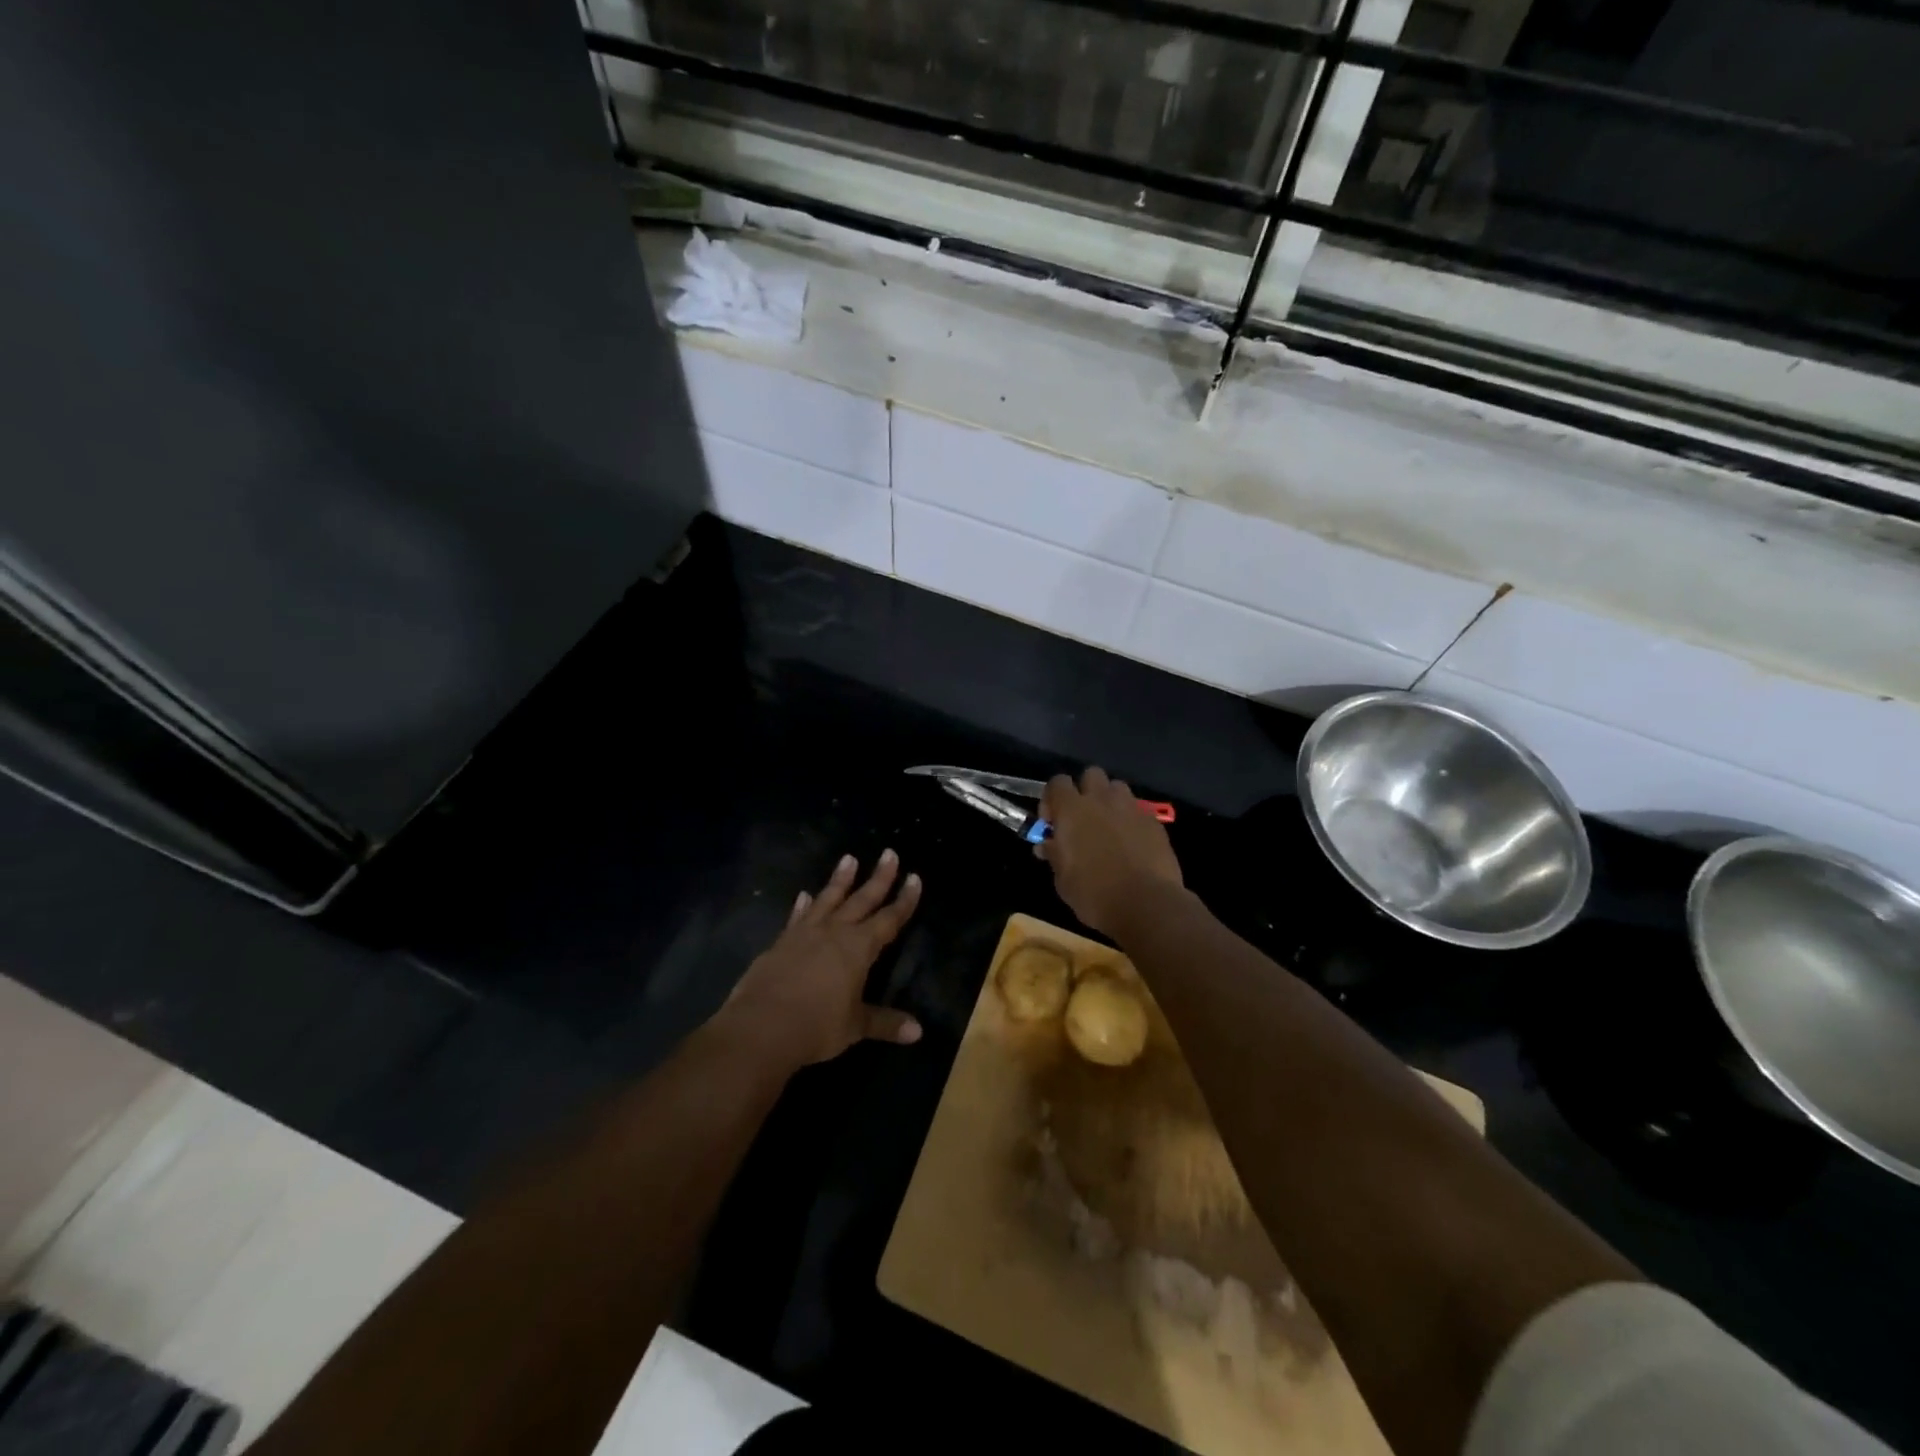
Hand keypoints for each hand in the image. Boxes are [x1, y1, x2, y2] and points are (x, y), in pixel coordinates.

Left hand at [718, 850, 922, 1071]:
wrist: (761, 1027)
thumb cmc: (816, 1026)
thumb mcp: (855, 1026)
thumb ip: (885, 1023)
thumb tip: (918, 1032)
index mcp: (859, 948)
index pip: (889, 919)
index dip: (904, 900)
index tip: (914, 878)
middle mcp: (834, 932)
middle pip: (862, 899)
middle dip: (878, 877)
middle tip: (889, 853)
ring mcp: (805, 934)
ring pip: (828, 899)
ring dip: (840, 879)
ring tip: (849, 858)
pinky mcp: (781, 942)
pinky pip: (797, 917)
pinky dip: (803, 906)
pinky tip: (804, 895)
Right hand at [1040, 767, 1183, 936]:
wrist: (1145, 904)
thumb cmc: (1094, 893)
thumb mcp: (1062, 878)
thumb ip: (1054, 854)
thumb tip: (1047, 844)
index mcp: (1072, 810)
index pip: (1057, 782)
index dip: (1052, 799)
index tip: (1052, 823)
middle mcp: (1102, 800)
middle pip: (1091, 774)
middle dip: (1085, 790)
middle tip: (1082, 819)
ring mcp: (1131, 808)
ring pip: (1118, 788)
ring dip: (1110, 802)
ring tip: (1108, 828)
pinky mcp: (1154, 822)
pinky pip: (1138, 811)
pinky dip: (1131, 821)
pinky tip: (1132, 845)